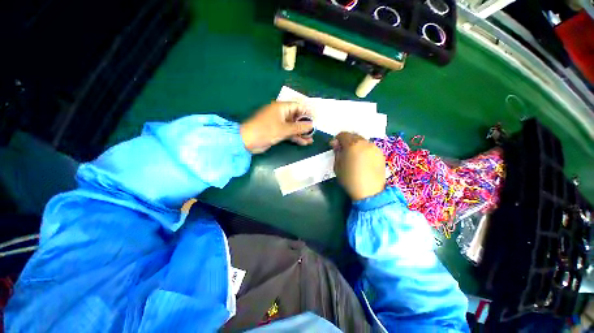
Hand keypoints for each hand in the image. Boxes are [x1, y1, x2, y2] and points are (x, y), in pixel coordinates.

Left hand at [240, 102, 313, 153]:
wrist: (248, 141)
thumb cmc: (266, 131)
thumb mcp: (284, 129)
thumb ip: (299, 127)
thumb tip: (311, 125)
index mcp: (281, 108)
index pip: (298, 107)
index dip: (307, 113)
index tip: (315, 120)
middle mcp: (281, 114)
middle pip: (296, 117)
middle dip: (305, 125)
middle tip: (314, 132)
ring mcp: (279, 123)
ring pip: (293, 127)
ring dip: (301, 133)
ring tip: (311, 140)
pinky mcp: (277, 132)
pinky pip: (289, 133)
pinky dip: (295, 137)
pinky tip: (303, 143)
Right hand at [331, 132, 385, 200]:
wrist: (369, 191)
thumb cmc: (349, 179)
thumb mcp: (337, 166)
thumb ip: (337, 152)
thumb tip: (335, 143)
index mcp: (352, 144)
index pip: (343, 134)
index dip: (337, 139)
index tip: (334, 146)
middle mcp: (365, 142)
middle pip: (353, 135)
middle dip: (347, 140)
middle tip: (343, 150)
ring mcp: (375, 147)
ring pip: (362, 141)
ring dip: (356, 144)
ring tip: (354, 155)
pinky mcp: (381, 154)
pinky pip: (369, 147)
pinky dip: (364, 149)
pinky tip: (362, 159)